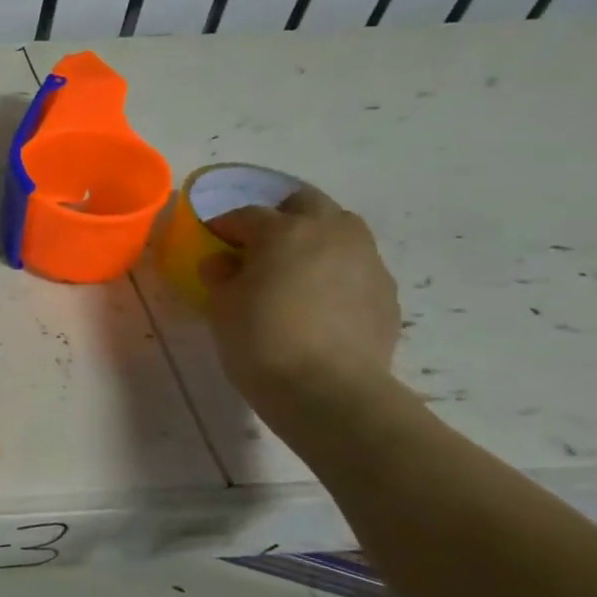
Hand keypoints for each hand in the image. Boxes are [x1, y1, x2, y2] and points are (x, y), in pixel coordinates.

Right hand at [200, 185, 400, 412]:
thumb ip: (220, 274)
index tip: (211, 239)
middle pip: (305, 204)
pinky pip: (355, 266)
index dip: (224, 225)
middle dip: (279, 216)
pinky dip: (334, 271)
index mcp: (284, 231)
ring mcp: (366, 261)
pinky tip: (318, 301)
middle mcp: (331, 234)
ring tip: (292, 270)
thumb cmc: (261, 341)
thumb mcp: (221, 305)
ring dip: (314, 239)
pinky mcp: (386, 293)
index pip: (246, 215)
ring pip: (339, 230)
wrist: (329, 392)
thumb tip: (224, 263)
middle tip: (256, 244)